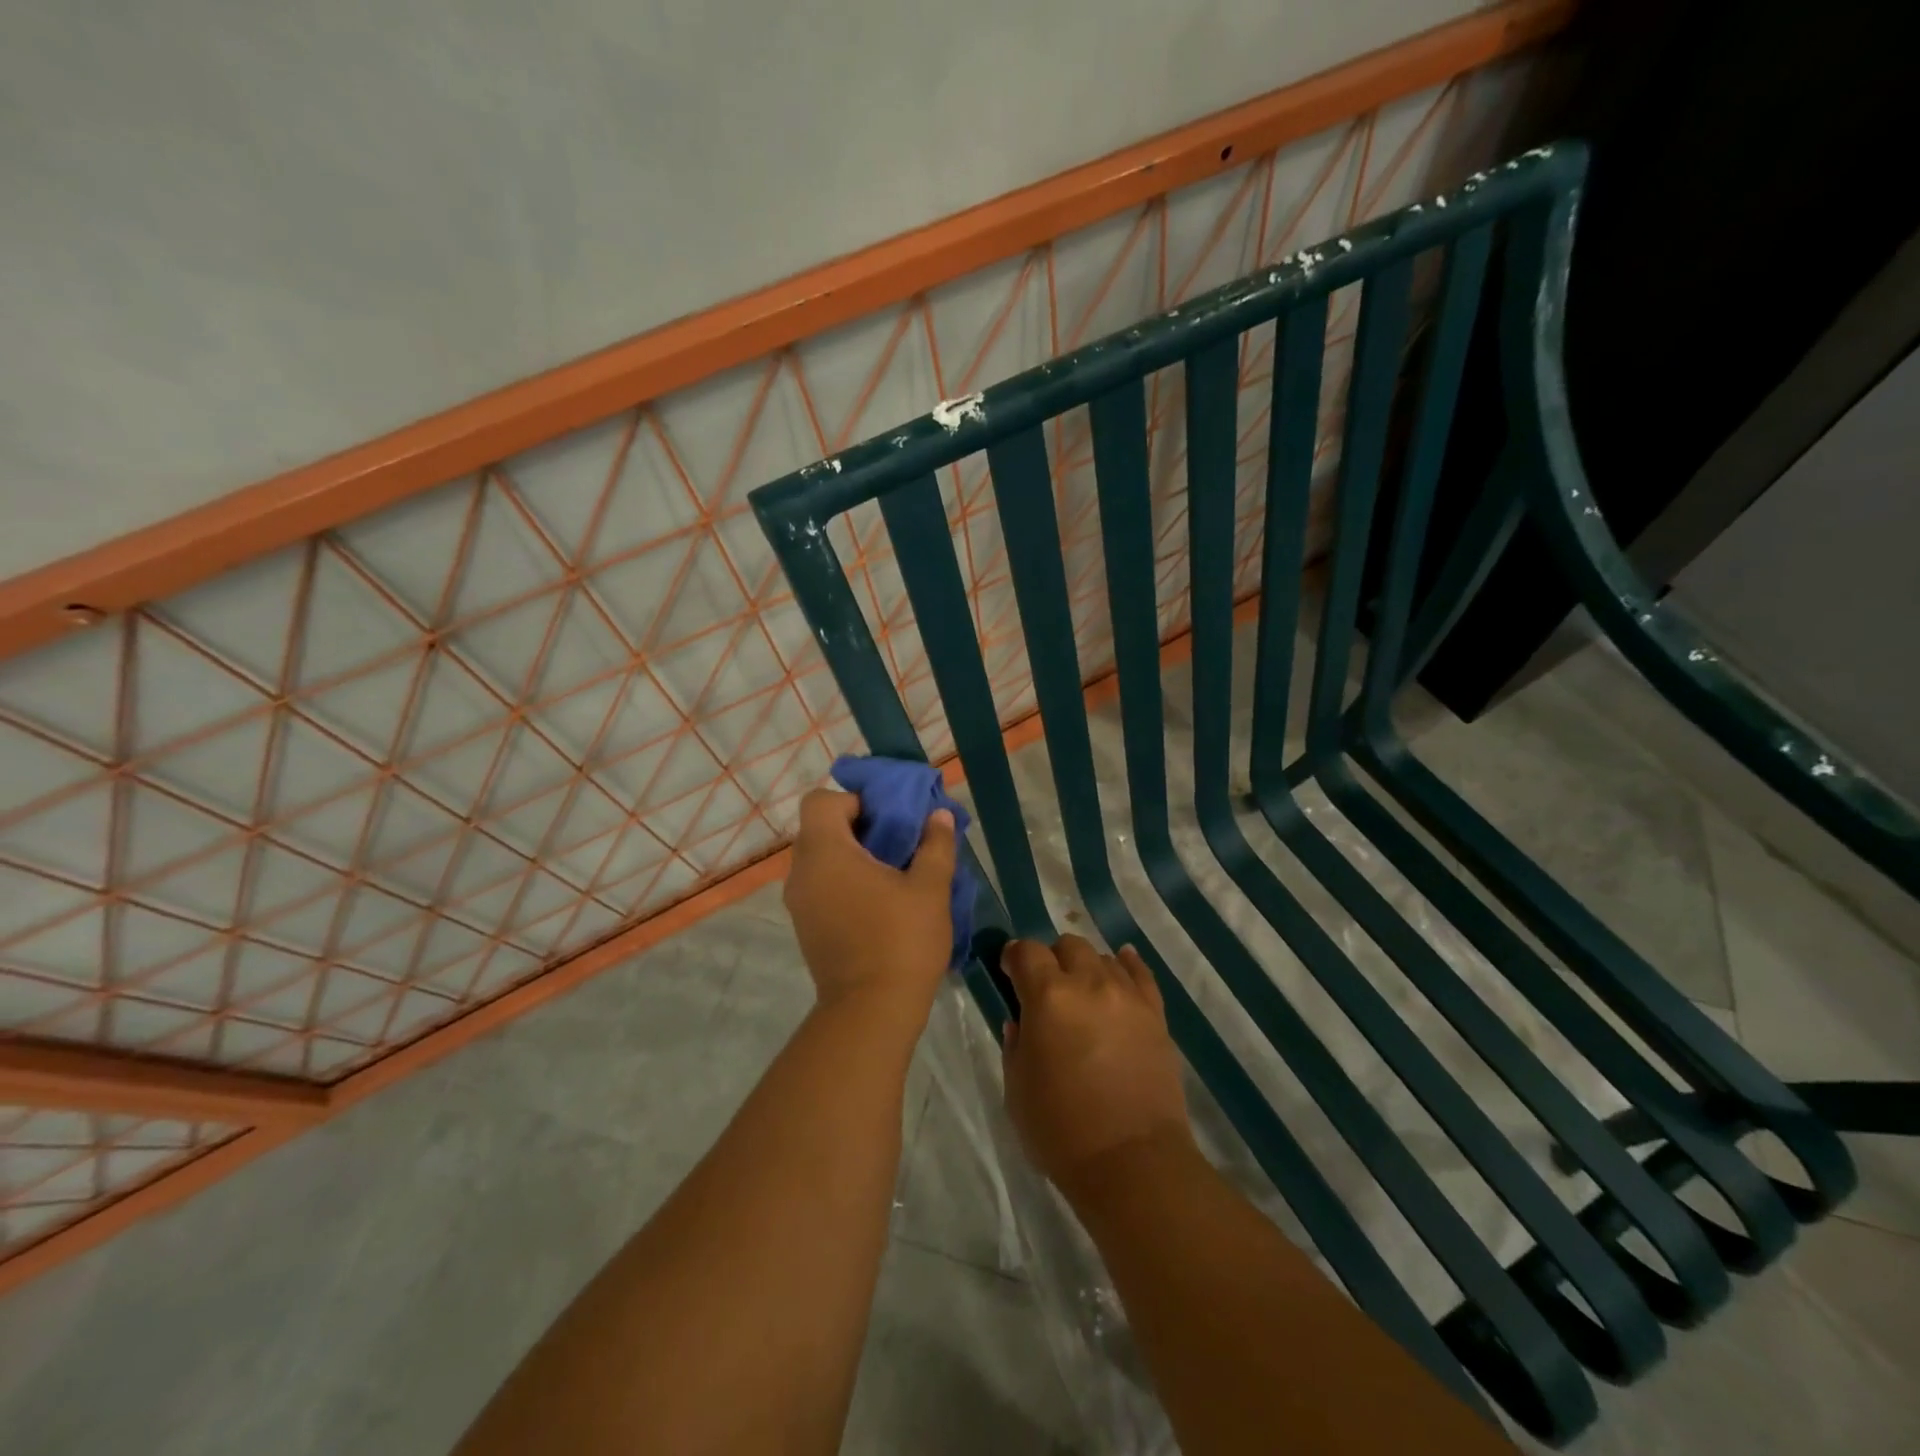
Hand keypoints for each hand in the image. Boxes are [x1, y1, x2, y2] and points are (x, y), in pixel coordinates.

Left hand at [783, 788, 957, 1018]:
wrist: (871, 1012)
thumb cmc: (901, 941)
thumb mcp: (930, 887)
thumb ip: (935, 844)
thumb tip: (937, 815)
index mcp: (825, 853)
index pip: (820, 801)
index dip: (854, 800)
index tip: (887, 818)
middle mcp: (801, 873)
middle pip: (820, 828)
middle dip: (858, 827)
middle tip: (897, 843)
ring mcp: (799, 903)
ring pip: (820, 859)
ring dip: (851, 856)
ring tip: (892, 873)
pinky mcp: (805, 927)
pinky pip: (820, 886)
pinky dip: (843, 881)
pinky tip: (878, 902)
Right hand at [1001, 936, 1193, 1199]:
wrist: (1132, 1162)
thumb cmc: (1061, 1130)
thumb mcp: (1017, 1089)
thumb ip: (1016, 1045)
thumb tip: (1021, 1022)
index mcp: (1048, 997)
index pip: (1026, 951)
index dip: (1014, 956)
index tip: (1009, 970)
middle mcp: (1089, 983)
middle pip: (1068, 945)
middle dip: (1052, 959)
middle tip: (1047, 988)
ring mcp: (1127, 996)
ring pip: (1103, 957)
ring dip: (1086, 968)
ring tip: (1083, 993)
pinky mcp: (1155, 1015)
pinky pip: (1141, 974)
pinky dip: (1127, 965)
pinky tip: (1121, 964)